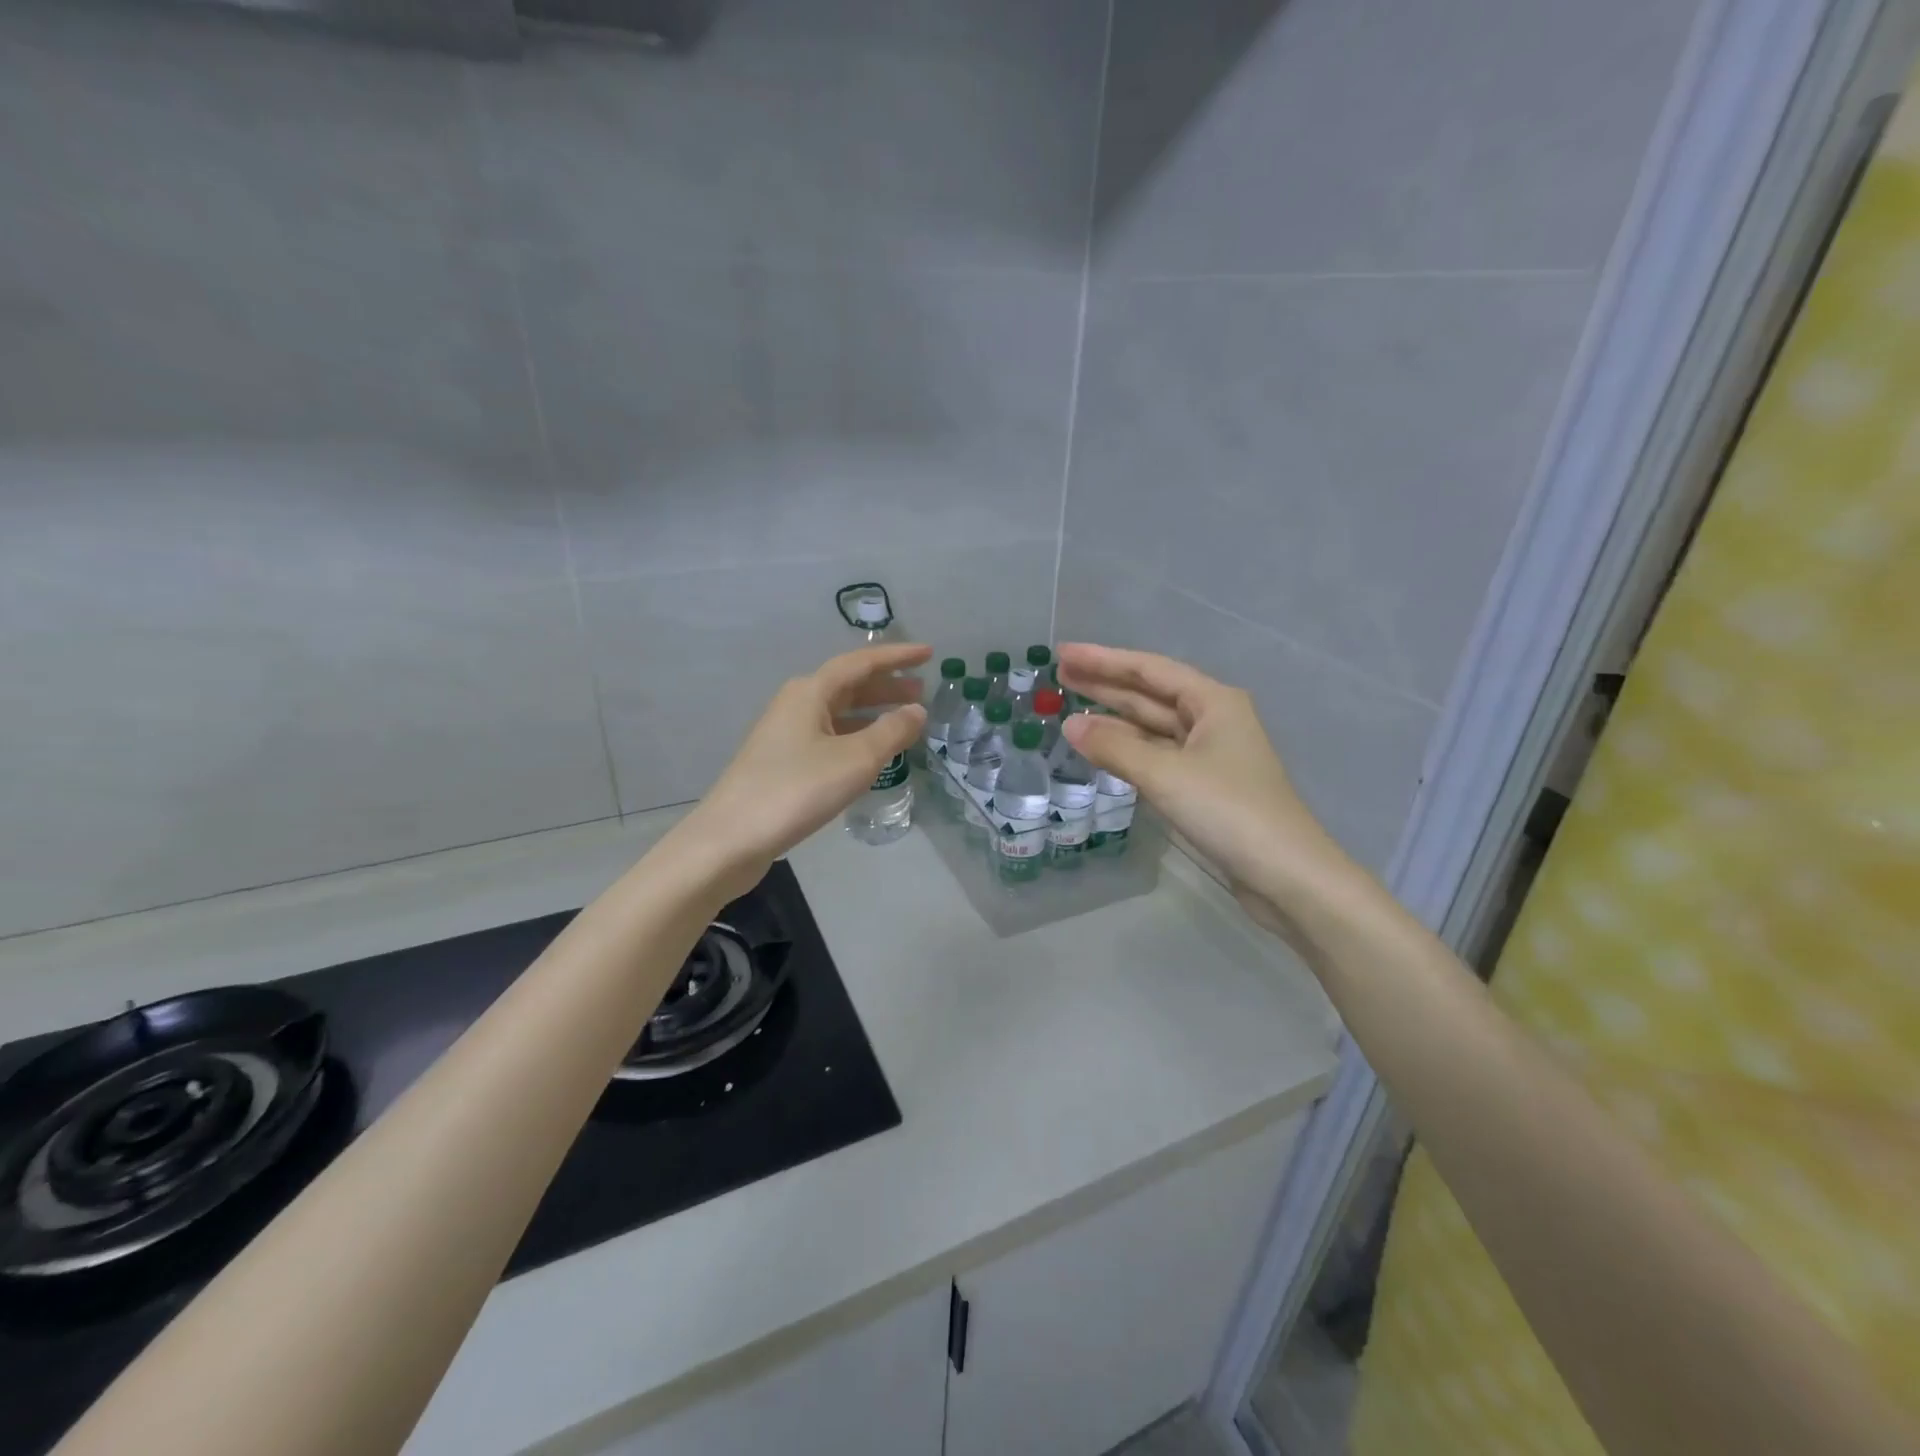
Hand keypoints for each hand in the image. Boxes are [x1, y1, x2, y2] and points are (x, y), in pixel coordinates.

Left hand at [674, 644, 929, 898]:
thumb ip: (891, 731)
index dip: (897, 657)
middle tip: (922, 690)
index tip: (929, 653)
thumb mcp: (855, 759)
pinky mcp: (782, 761)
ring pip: (839, 712)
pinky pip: (829, 735)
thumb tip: (917, 711)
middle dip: (887, 686)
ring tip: (905, 721)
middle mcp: (796, 704)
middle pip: (848, 685)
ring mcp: (786, 733)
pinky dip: (856, 736)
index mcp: (811, 691)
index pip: (861, 662)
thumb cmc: (797, 790)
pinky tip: (872, 754)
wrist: (732, 837)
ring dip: (873, 712)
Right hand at [1056, 643, 1360, 941]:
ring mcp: (1209, 754)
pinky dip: (1128, 750)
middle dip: (1105, 684)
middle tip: (1058, 674)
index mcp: (1213, 702)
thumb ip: (1115, 747)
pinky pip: (1157, 755)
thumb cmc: (1229, 811)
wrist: (1286, 875)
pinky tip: (1102, 748)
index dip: (1103, 660)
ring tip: (1069, 708)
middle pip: (1150, 694)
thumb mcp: (1166, 774)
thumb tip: (1070, 725)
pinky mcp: (1204, 786)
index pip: (1149, 669)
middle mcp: (1213, 719)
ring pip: (1153, 726)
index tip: (1063, 653)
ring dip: (1114, 718)